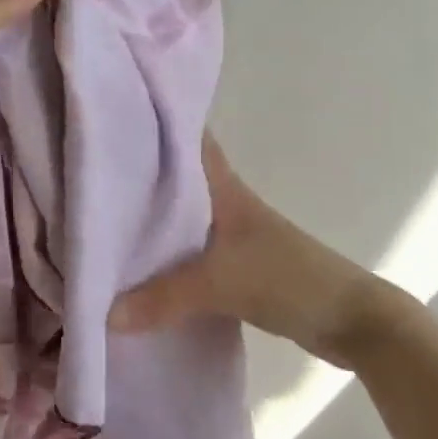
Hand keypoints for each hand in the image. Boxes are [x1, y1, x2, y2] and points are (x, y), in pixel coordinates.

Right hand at [112, 135, 420, 367]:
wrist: (351, 321)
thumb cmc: (288, 278)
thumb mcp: (221, 283)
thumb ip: (162, 298)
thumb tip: (104, 315)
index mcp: (224, 187)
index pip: (186, 139)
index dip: (153, 123)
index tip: (111, 116)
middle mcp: (224, 202)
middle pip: (173, 179)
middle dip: (135, 175)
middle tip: (86, 174)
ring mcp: (230, 235)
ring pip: (178, 217)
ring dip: (147, 221)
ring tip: (98, 221)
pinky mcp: (234, 266)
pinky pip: (185, 253)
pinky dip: (162, 257)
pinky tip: (135, 270)